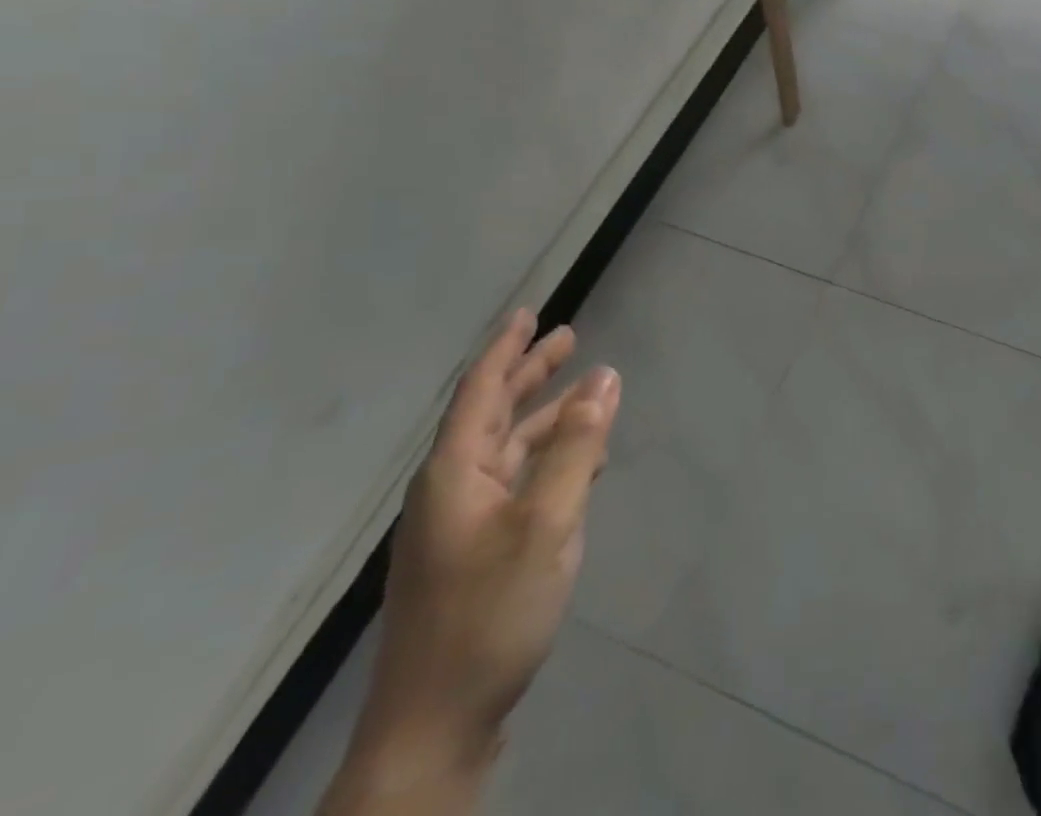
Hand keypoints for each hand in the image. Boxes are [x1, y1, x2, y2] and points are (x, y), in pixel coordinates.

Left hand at [356, 310, 620, 778]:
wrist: (435, 728)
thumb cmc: (490, 613)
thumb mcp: (548, 521)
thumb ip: (577, 446)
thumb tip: (604, 377)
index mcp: (455, 473)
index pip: (480, 391)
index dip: (506, 348)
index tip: (528, 312)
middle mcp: (452, 490)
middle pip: (492, 414)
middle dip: (529, 373)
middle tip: (567, 338)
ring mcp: (461, 525)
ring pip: (508, 449)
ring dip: (544, 416)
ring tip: (585, 392)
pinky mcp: (476, 555)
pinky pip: (517, 482)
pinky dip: (549, 458)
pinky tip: (580, 462)